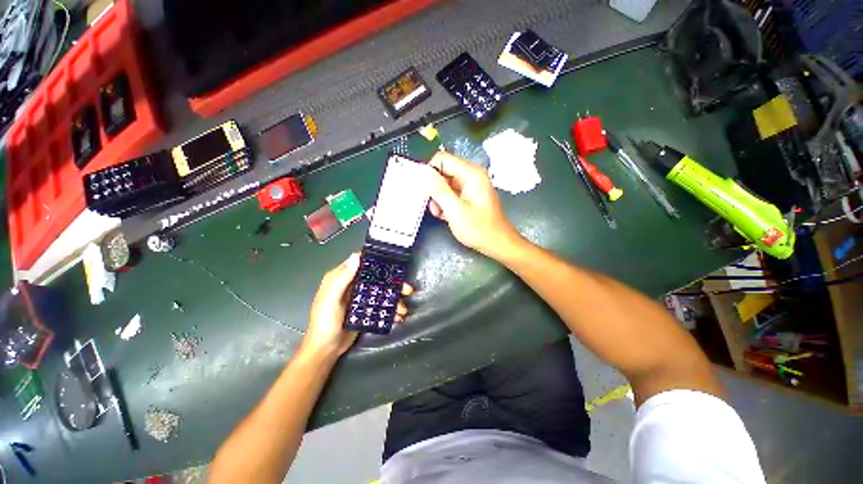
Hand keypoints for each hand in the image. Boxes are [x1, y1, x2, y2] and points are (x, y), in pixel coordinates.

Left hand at [302, 253, 413, 357]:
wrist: (325, 350)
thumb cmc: (324, 323)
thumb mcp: (330, 300)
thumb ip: (342, 278)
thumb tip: (356, 256)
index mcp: (342, 278)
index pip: (361, 262)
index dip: (377, 259)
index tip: (394, 261)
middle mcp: (352, 285)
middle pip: (377, 277)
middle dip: (393, 282)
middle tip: (407, 289)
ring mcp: (360, 298)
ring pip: (382, 291)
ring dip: (395, 298)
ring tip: (403, 308)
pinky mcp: (366, 310)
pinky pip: (381, 305)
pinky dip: (391, 309)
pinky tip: (398, 316)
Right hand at [422, 151, 524, 259]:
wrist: (497, 243)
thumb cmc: (479, 229)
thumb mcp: (455, 210)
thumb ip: (438, 190)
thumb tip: (423, 172)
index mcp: (471, 174)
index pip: (442, 159)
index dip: (430, 172)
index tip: (425, 190)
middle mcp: (471, 175)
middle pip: (444, 171)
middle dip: (434, 188)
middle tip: (434, 206)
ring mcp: (471, 186)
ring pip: (445, 183)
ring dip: (439, 197)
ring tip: (440, 213)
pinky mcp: (469, 195)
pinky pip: (451, 192)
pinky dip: (445, 202)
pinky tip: (446, 215)